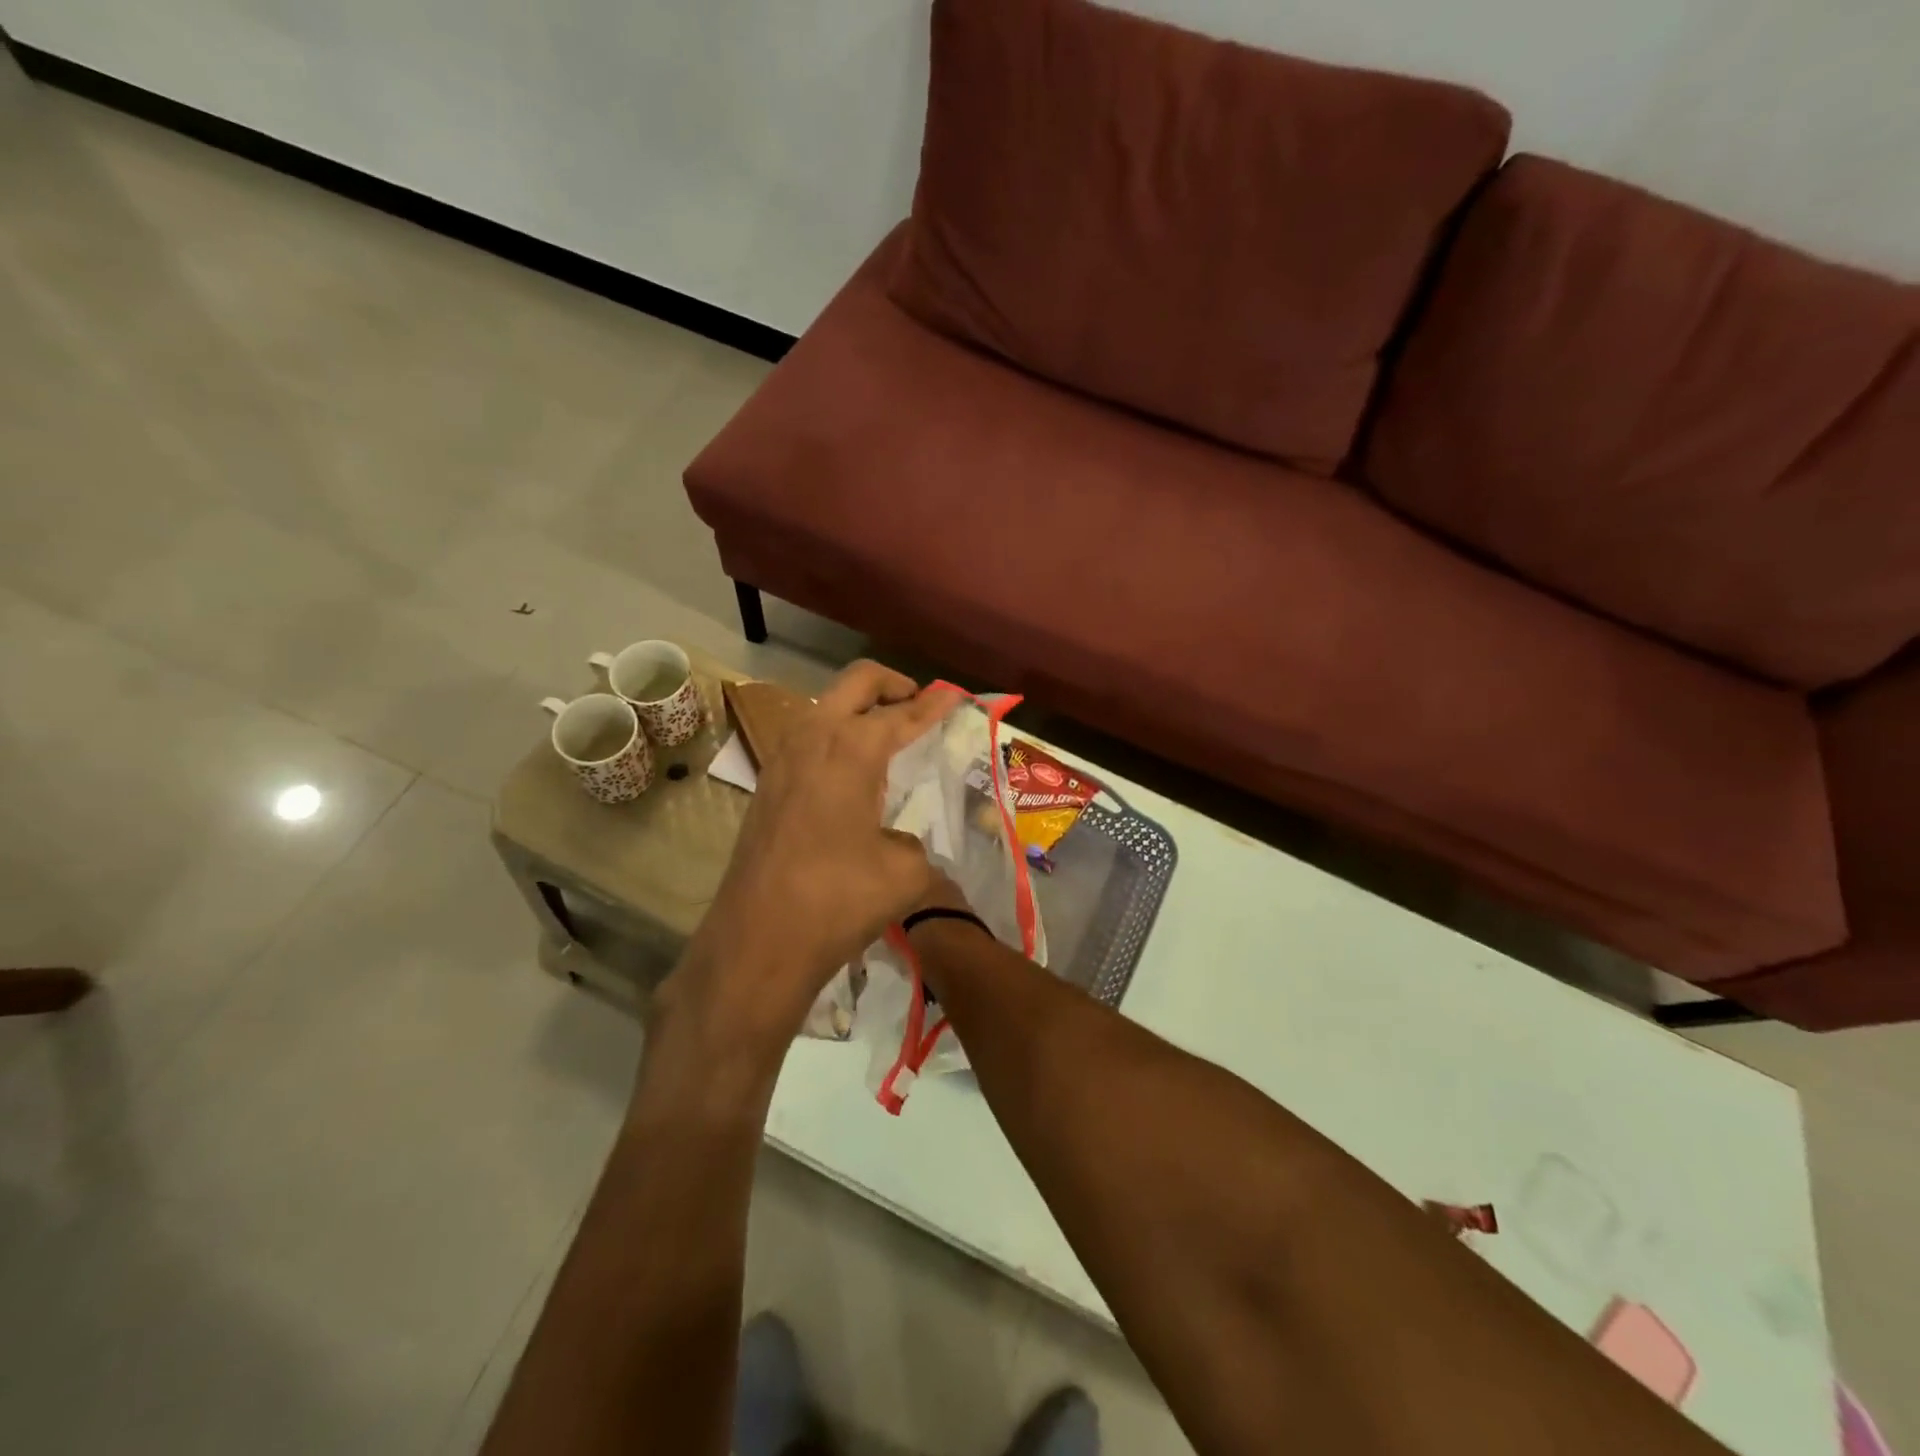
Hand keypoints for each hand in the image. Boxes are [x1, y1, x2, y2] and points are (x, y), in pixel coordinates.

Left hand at [670, 660, 959, 1050]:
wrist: (758, 939)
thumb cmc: (838, 900)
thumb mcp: (904, 873)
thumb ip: (914, 844)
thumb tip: (903, 842)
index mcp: (853, 748)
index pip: (903, 713)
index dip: (935, 703)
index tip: (955, 694)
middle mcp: (814, 738)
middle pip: (856, 682)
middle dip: (892, 684)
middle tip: (919, 702)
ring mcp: (782, 758)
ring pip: (825, 706)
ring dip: (858, 708)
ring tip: (887, 735)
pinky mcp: (767, 784)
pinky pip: (807, 738)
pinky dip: (835, 736)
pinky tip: (851, 771)